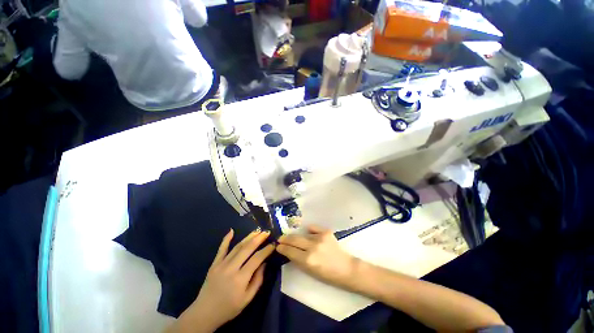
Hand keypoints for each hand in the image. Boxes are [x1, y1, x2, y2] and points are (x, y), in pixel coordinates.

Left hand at [185, 229, 274, 330]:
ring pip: (237, 246)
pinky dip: (226, 239)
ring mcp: (221, 264)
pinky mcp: (214, 264)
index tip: (273, 244)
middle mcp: (231, 268)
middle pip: (247, 248)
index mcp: (241, 278)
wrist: (204, 313)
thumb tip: (264, 263)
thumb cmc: (229, 308)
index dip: (266, 250)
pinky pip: (221, 249)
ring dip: (248, 237)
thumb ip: (258, 280)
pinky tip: (231, 230)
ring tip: (257, 230)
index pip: (257, 258)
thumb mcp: (247, 299)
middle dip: (259, 238)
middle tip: (266, 232)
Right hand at [276, 225, 357, 288]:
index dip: (282, 248)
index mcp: (308, 260)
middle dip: (285, 238)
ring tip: (295, 238)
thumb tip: (288, 250)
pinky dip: (309, 231)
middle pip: (294, 239)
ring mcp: (320, 237)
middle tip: (281, 238)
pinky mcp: (326, 232)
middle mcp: (313, 247)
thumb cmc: (327, 275)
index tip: (278, 246)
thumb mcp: (309, 271)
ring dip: (297, 236)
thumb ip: (298, 260)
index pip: (290, 251)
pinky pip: (313, 228)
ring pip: (302, 233)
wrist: (346, 268)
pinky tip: (309, 234)